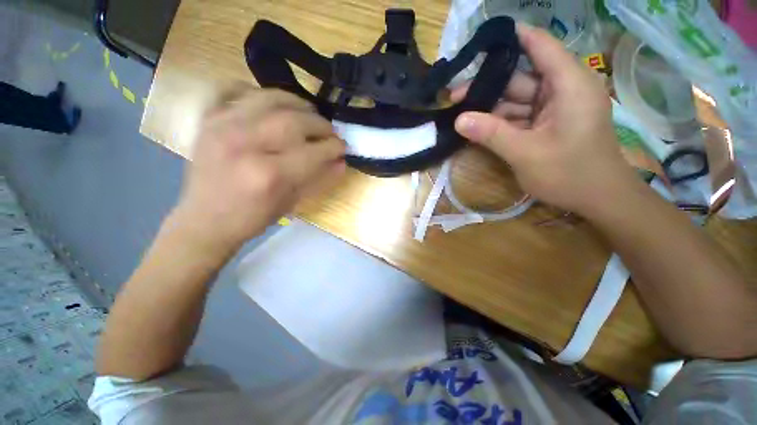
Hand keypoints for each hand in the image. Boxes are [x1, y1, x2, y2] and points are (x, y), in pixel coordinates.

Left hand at [171, 85, 345, 254]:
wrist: (205, 221)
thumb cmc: (253, 217)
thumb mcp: (293, 203)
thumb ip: (320, 180)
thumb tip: (342, 162)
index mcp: (269, 175)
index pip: (313, 152)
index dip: (334, 147)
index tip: (343, 147)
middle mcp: (245, 144)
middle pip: (294, 121)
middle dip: (320, 125)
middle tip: (330, 132)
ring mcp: (222, 126)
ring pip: (269, 98)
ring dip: (297, 103)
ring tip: (309, 113)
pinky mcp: (208, 120)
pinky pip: (233, 89)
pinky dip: (256, 91)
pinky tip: (270, 104)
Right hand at [451, 23, 637, 216]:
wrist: (598, 199)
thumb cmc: (570, 174)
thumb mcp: (526, 153)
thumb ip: (491, 134)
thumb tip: (459, 119)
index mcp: (568, 84)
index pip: (538, 45)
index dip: (510, 38)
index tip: (479, 41)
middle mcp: (562, 89)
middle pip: (520, 77)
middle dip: (487, 85)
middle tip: (454, 94)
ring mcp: (554, 107)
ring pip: (516, 99)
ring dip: (489, 108)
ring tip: (459, 112)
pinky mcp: (547, 123)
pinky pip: (519, 116)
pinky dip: (499, 122)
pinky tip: (477, 127)